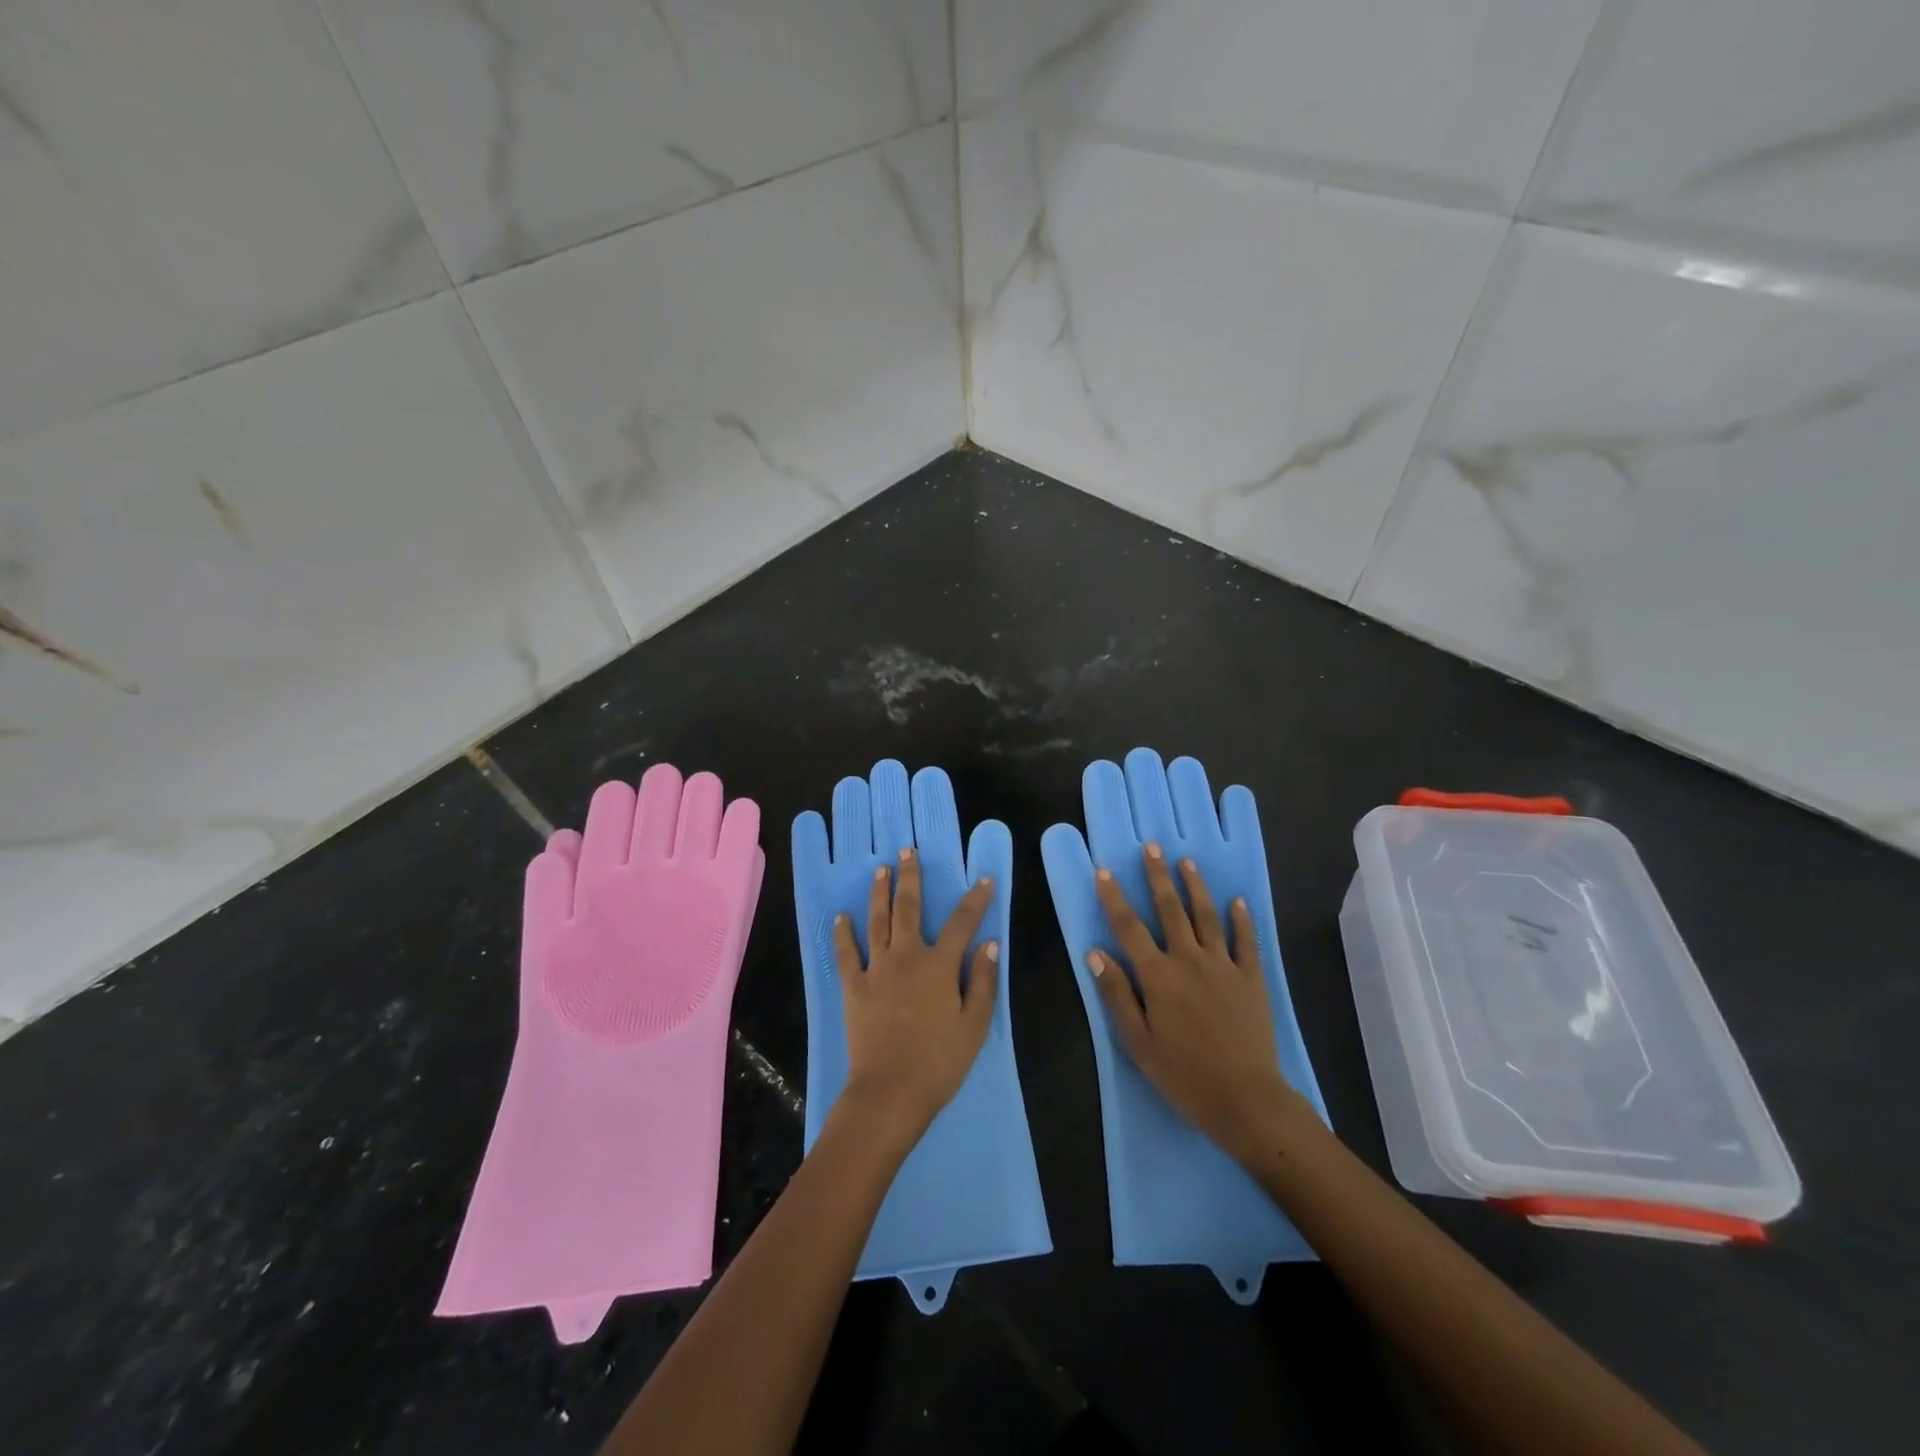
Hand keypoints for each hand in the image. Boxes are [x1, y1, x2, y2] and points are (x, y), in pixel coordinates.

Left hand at [831, 847, 997, 1149]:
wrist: (889, 1092)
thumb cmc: (939, 1062)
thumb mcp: (975, 1025)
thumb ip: (984, 981)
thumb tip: (990, 943)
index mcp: (939, 965)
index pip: (962, 923)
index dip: (975, 900)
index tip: (984, 880)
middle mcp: (906, 957)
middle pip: (908, 908)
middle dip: (910, 877)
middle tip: (907, 851)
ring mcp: (876, 970)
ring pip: (877, 921)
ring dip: (879, 893)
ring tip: (880, 870)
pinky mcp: (853, 987)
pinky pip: (846, 954)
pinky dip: (843, 934)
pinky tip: (841, 917)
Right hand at [1091, 843, 1308, 1157]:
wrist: (1245, 1099)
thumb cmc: (1184, 1074)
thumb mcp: (1138, 1042)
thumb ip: (1117, 994)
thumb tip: (1094, 953)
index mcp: (1158, 976)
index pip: (1129, 928)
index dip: (1114, 898)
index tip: (1104, 871)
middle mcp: (1189, 960)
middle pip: (1170, 910)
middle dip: (1158, 876)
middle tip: (1152, 847)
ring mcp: (1224, 966)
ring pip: (1206, 916)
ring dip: (1195, 887)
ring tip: (1187, 862)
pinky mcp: (1251, 979)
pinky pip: (1245, 942)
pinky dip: (1241, 920)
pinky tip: (1238, 901)